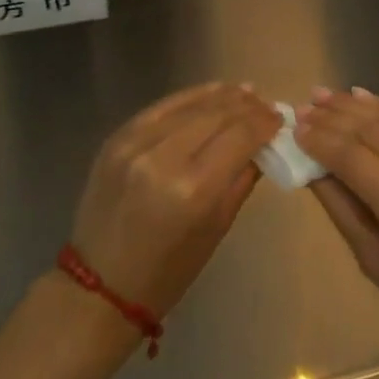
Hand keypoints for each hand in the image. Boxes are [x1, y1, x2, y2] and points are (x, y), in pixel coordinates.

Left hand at [70, 82, 281, 315]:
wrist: (98, 285)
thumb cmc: (167, 271)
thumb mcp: (216, 229)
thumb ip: (242, 179)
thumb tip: (263, 144)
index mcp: (193, 190)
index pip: (239, 136)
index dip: (264, 122)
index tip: (280, 118)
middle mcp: (164, 158)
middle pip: (217, 114)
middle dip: (247, 106)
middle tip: (266, 105)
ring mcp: (136, 143)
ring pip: (190, 104)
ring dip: (222, 96)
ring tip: (245, 92)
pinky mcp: (117, 137)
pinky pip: (162, 107)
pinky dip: (190, 97)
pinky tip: (211, 93)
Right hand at [295, 87, 378, 362]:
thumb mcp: (378, 265)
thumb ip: (341, 208)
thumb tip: (310, 163)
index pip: (354, 159)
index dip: (321, 139)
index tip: (294, 125)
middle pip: (374, 132)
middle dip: (335, 116)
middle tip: (306, 103)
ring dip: (358, 106)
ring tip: (327, 95)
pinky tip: (365, 99)